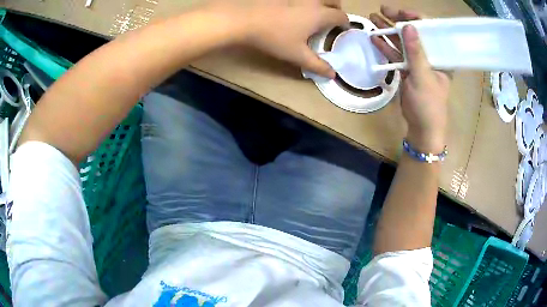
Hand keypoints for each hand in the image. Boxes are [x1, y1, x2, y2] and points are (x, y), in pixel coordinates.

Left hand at [206, 0, 347, 77]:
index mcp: (320, 14)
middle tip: (331, 17)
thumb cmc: (273, 37)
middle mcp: (312, 0)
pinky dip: (306, 1)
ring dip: (322, 1)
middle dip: (336, 8)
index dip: (344, 23)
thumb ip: (317, 65)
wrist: (245, 18)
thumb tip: (333, 75)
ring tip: (315, 10)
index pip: (341, 16)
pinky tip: (295, 6)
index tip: (341, 29)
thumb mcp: (297, 55)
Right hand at [370, 6, 450, 152]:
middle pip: (414, 33)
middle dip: (398, 21)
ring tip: (373, 18)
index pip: (430, 31)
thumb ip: (416, 52)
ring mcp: (417, 63)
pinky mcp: (406, 70)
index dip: (416, 19)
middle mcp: (429, 56)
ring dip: (388, 31)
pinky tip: (375, 38)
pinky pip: (396, 55)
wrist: (422, 129)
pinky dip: (386, 47)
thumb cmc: (429, 106)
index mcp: (440, 57)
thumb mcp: (424, 78)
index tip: (401, 13)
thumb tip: (409, 26)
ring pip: (402, 42)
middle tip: (382, 10)